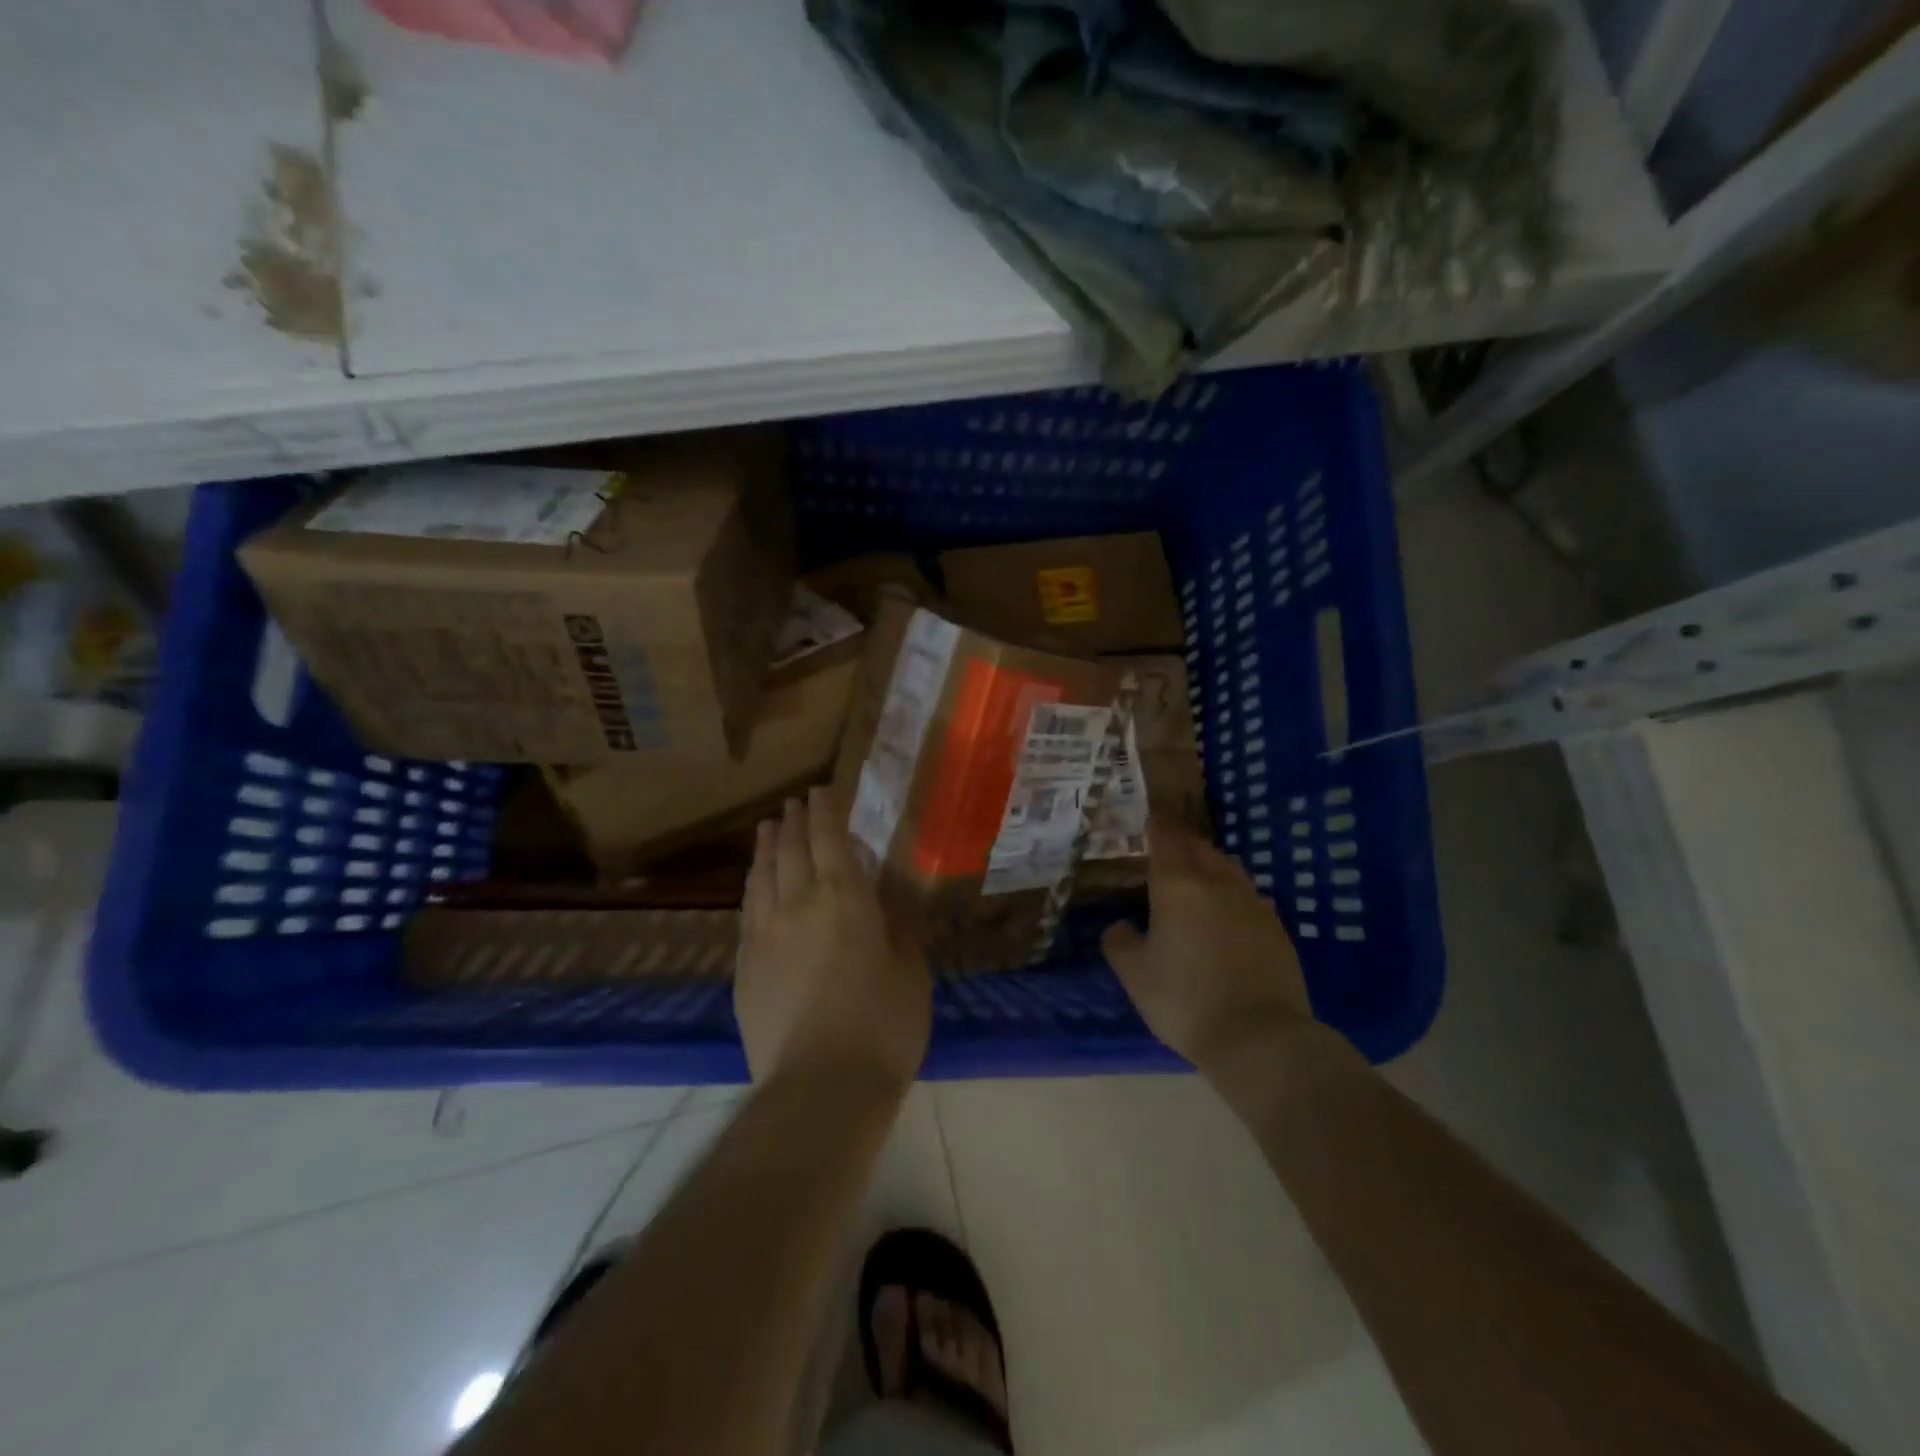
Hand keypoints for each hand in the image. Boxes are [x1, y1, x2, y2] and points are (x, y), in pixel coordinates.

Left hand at [737, 786, 931, 1089]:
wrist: (820, 1087)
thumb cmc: (883, 1025)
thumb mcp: (910, 969)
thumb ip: (895, 926)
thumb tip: (880, 902)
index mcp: (845, 898)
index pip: (830, 838)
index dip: (825, 810)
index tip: (822, 790)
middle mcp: (798, 903)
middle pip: (790, 849)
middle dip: (793, 821)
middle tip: (795, 802)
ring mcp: (764, 933)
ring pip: (762, 874)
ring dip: (766, 845)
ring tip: (768, 826)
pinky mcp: (745, 965)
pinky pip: (747, 909)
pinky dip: (753, 884)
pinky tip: (755, 882)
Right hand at [1102, 818, 1313, 1072]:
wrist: (1260, 1037)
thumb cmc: (1185, 1000)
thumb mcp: (1135, 975)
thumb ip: (1120, 942)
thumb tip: (1122, 926)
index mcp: (1178, 886)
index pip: (1166, 840)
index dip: (1156, 827)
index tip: (1149, 821)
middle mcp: (1218, 884)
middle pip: (1200, 849)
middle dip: (1182, 844)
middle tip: (1167, 851)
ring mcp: (1253, 905)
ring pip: (1229, 869)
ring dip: (1211, 865)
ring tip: (1198, 877)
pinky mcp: (1278, 929)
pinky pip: (1250, 897)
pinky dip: (1233, 894)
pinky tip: (1228, 914)